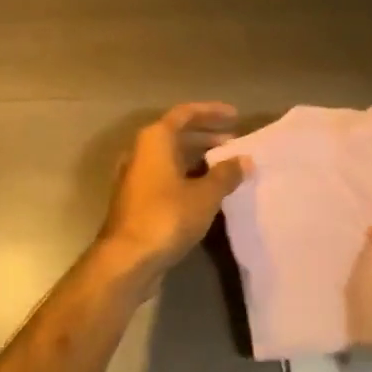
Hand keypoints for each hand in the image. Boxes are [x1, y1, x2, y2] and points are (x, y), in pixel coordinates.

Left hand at [97, 103, 248, 278]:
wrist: (127, 258)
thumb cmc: (167, 217)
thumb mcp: (204, 195)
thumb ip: (226, 174)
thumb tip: (244, 160)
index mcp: (154, 140)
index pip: (185, 114)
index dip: (211, 112)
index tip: (236, 116)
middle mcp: (140, 152)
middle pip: (176, 135)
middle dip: (206, 136)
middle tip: (235, 144)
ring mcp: (135, 177)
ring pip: (170, 158)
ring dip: (198, 159)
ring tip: (226, 167)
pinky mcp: (136, 200)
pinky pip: (166, 177)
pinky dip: (187, 177)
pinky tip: (207, 191)